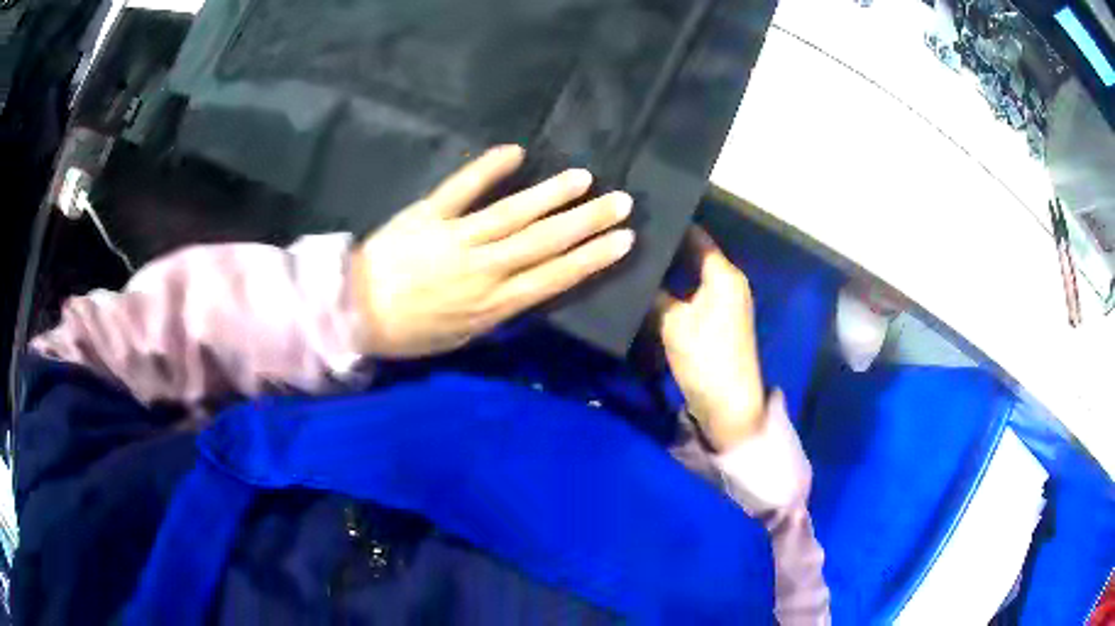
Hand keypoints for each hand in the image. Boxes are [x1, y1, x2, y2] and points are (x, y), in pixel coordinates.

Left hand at [353, 145, 634, 357]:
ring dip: (551, 194)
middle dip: (587, 221)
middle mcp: (483, 269)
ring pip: (513, 213)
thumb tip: (529, 286)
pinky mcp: (428, 214)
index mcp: (492, 304)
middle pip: (544, 241)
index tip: (623, 240)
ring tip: (584, 178)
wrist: (354, 313)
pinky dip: (488, 168)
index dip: (592, 258)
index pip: (555, 277)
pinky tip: (515, 152)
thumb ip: (497, 311)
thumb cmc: (409, 332)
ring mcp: (455, 237)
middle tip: (621, 202)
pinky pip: (462, 187)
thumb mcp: (461, 337)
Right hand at [655, 227, 764, 449]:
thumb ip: (654, 293)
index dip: (671, 224)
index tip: (641, 216)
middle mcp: (728, 282)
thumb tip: (634, 272)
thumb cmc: (706, 359)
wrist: (729, 406)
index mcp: (723, 275)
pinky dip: (673, 289)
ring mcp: (724, 303)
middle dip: (666, 246)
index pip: (697, 235)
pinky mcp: (716, 322)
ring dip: (668, 269)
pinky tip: (648, 288)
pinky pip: (692, 294)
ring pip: (691, 275)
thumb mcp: (673, 323)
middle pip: (694, 254)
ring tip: (633, 258)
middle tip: (629, 236)